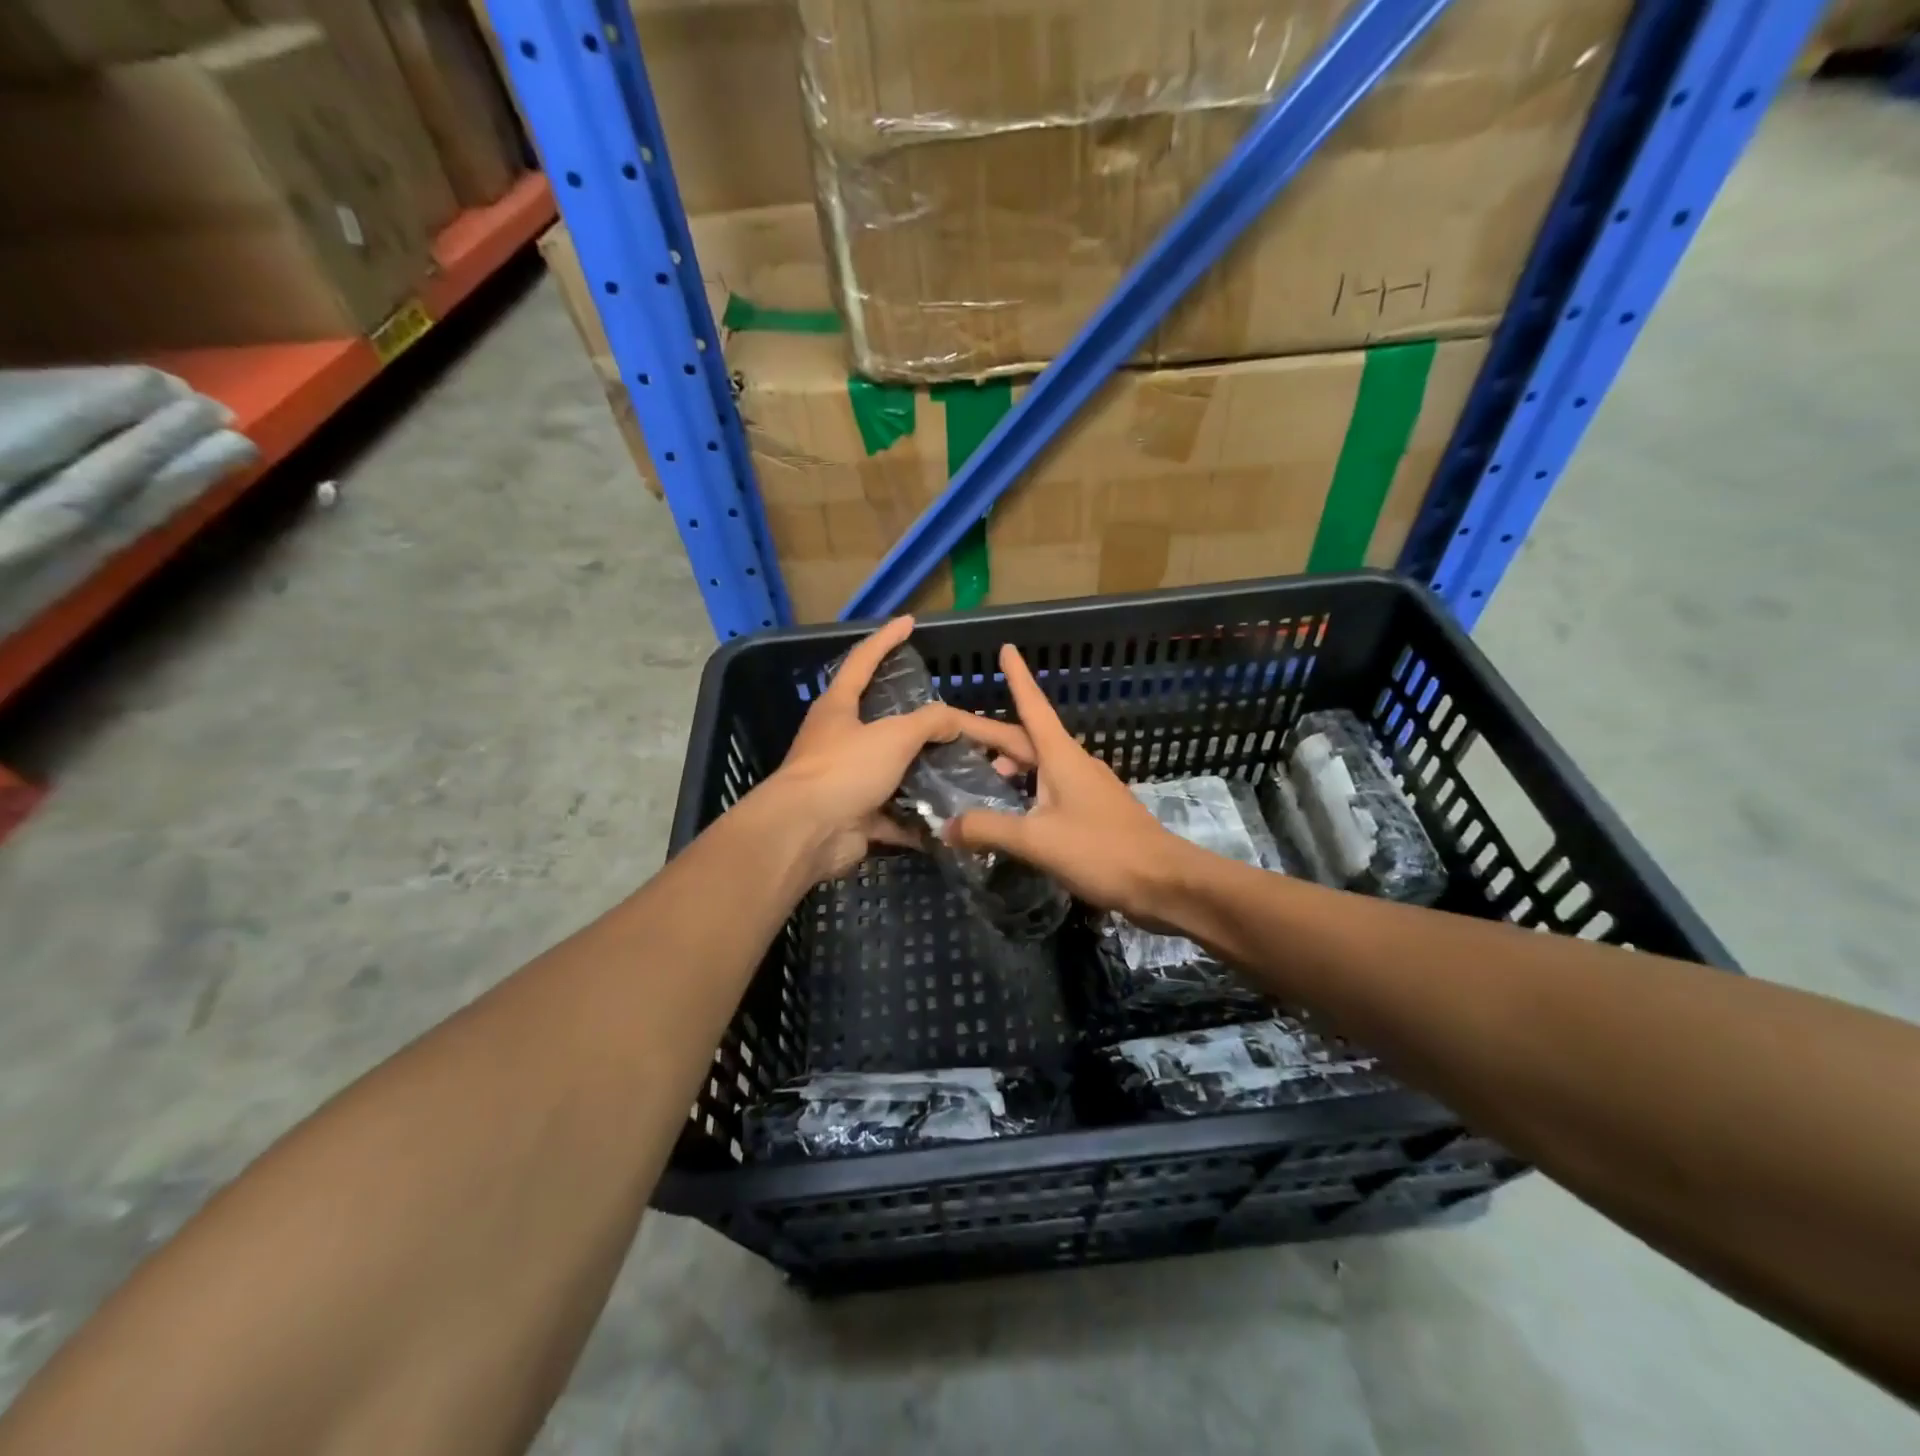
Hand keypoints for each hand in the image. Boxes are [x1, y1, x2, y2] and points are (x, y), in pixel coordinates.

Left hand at [766, 616, 1035, 883]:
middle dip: (915, 719)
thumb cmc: (845, 770)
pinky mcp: (854, 816)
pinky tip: (950, 816)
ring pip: (891, 770)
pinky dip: (918, 818)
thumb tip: (953, 720)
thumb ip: (929, 722)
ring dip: (922, 772)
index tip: (908, 622)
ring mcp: (845, 779)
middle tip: (950, 715)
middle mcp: (838, 740)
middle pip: (880, 720)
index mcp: (838, 707)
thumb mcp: (893, 736)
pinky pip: (893, 813)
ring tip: (961, 765)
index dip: (886, 639)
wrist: (806, 833)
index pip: (863, 661)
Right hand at [946, 643, 1184, 919]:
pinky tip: (1015, 812)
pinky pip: (1052, 790)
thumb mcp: (1036, 840)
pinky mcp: (1095, 812)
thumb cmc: (1101, 850)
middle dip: (991, 733)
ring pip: (1040, 766)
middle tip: (954, 731)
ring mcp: (1088, 788)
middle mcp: (1074, 764)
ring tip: (979, 776)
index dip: (1017, 678)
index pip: (1032, 706)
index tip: (1006, 648)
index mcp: (1060, 757)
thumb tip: (946, 827)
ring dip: (1010, 765)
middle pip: (1027, 739)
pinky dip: (1027, 791)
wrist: (1164, 882)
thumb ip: (988, 829)